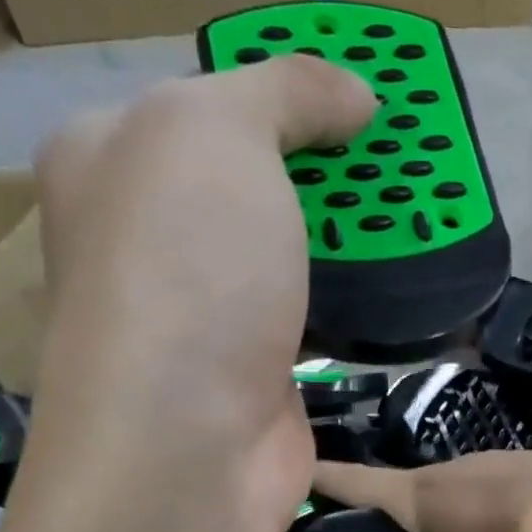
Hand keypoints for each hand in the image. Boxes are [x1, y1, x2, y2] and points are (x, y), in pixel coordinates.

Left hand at [30, 56, 374, 524]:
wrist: (189, 440)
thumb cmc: (187, 268)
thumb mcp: (220, 134)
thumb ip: (286, 91)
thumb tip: (355, 94)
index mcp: (112, 155)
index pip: (208, 100)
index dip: (285, 92)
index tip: (361, 103)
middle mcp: (147, 231)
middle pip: (254, 177)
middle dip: (330, 168)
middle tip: (402, 163)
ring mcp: (203, 306)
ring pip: (288, 249)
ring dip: (349, 237)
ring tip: (419, 219)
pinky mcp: (255, 365)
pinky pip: (313, 312)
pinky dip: (355, 299)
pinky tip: (403, 286)